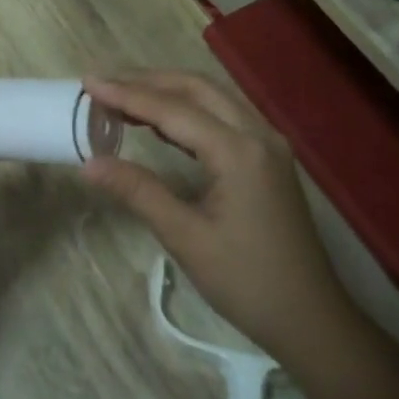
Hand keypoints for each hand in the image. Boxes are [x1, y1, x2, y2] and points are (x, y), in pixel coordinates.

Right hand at [81, 71, 357, 368]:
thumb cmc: (246, 281)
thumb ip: (138, 192)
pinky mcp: (269, 158)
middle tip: (103, 84)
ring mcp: (268, 144)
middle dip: (147, 81)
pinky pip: (225, 117)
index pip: (172, 109)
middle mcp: (257, 134)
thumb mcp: (185, 237)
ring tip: (124, 96)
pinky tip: (162, 123)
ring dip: (169, 92)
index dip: (127, 94)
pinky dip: (189, 111)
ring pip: (213, 98)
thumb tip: (89, 164)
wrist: (310, 317)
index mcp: (238, 151)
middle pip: (196, 88)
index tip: (89, 82)